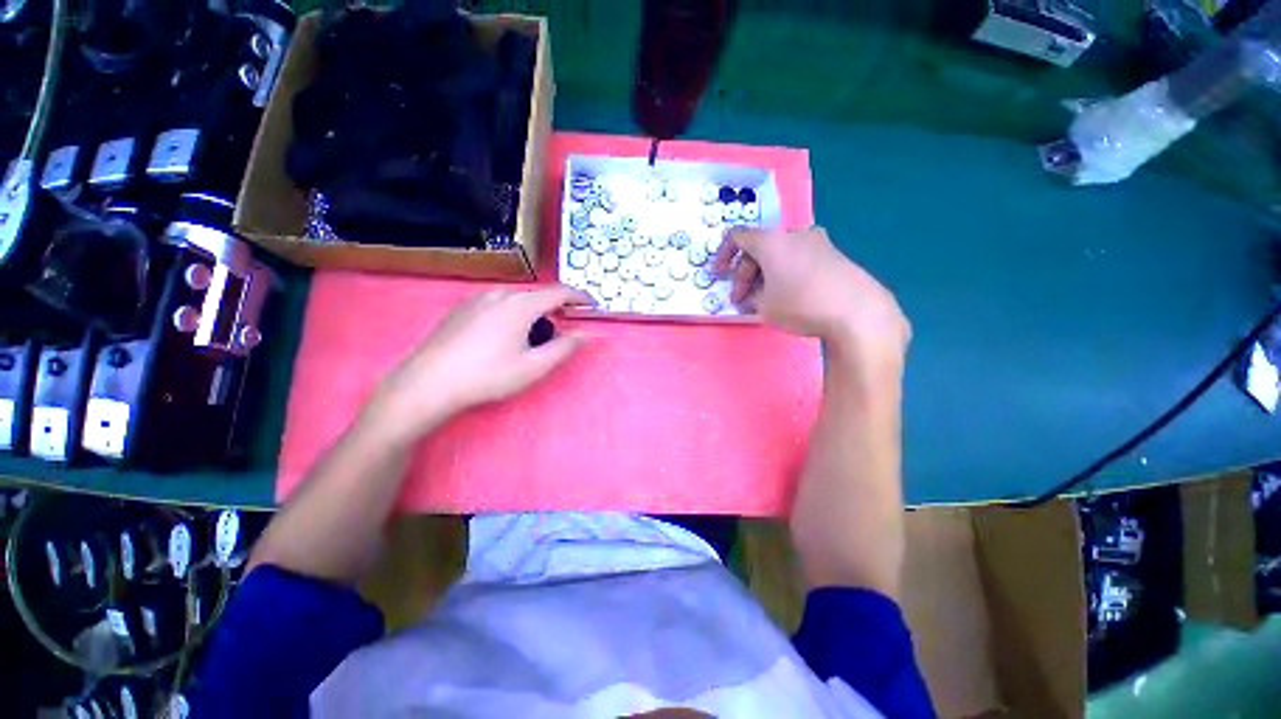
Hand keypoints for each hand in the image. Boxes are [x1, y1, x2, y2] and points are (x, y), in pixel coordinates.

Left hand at [363, 286, 590, 443]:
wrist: (428, 382)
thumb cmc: (488, 375)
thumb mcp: (534, 367)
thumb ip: (564, 348)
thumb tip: (585, 334)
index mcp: (521, 305)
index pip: (560, 293)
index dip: (580, 297)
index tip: (592, 305)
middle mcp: (500, 294)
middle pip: (537, 296)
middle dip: (555, 309)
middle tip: (561, 331)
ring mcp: (477, 299)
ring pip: (516, 300)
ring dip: (533, 313)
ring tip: (532, 338)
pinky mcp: (462, 309)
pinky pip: (497, 305)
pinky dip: (512, 315)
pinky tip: (503, 338)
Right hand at [713, 226, 909, 361]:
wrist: (858, 312)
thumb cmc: (801, 305)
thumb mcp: (764, 306)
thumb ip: (752, 296)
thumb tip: (756, 294)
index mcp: (772, 241)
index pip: (738, 238)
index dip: (723, 256)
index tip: (719, 275)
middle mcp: (795, 234)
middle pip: (760, 248)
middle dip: (746, 274)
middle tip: (742, 300)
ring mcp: (818, 243)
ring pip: (780, 254)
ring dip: (766, 274)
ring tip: (765, 300)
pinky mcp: (835, 255)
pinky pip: (800, 259)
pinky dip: (786, 274)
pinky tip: (790, 295)